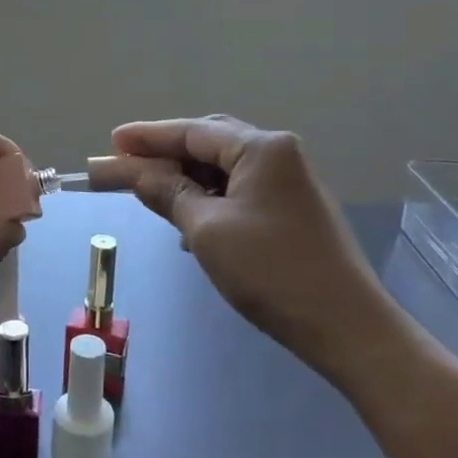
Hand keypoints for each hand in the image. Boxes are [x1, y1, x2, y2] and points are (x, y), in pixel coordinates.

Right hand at [111, 116, 402, 380]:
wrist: (345, 325)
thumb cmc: (270, 270)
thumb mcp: (206, 229)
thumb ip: (168, 192)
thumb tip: (134, 171)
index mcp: (261, 148)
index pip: (191, 132)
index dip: (147, 137)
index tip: (111, 141)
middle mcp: (279, 154)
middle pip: (208, 143)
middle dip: (165, 154)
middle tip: (126, 165)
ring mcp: (289, 183)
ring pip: (224, 168)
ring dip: (186, 178)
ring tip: (149, 192)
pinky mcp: (292, 210)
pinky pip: (239, 190)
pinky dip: (209, 197)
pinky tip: (188, 218)